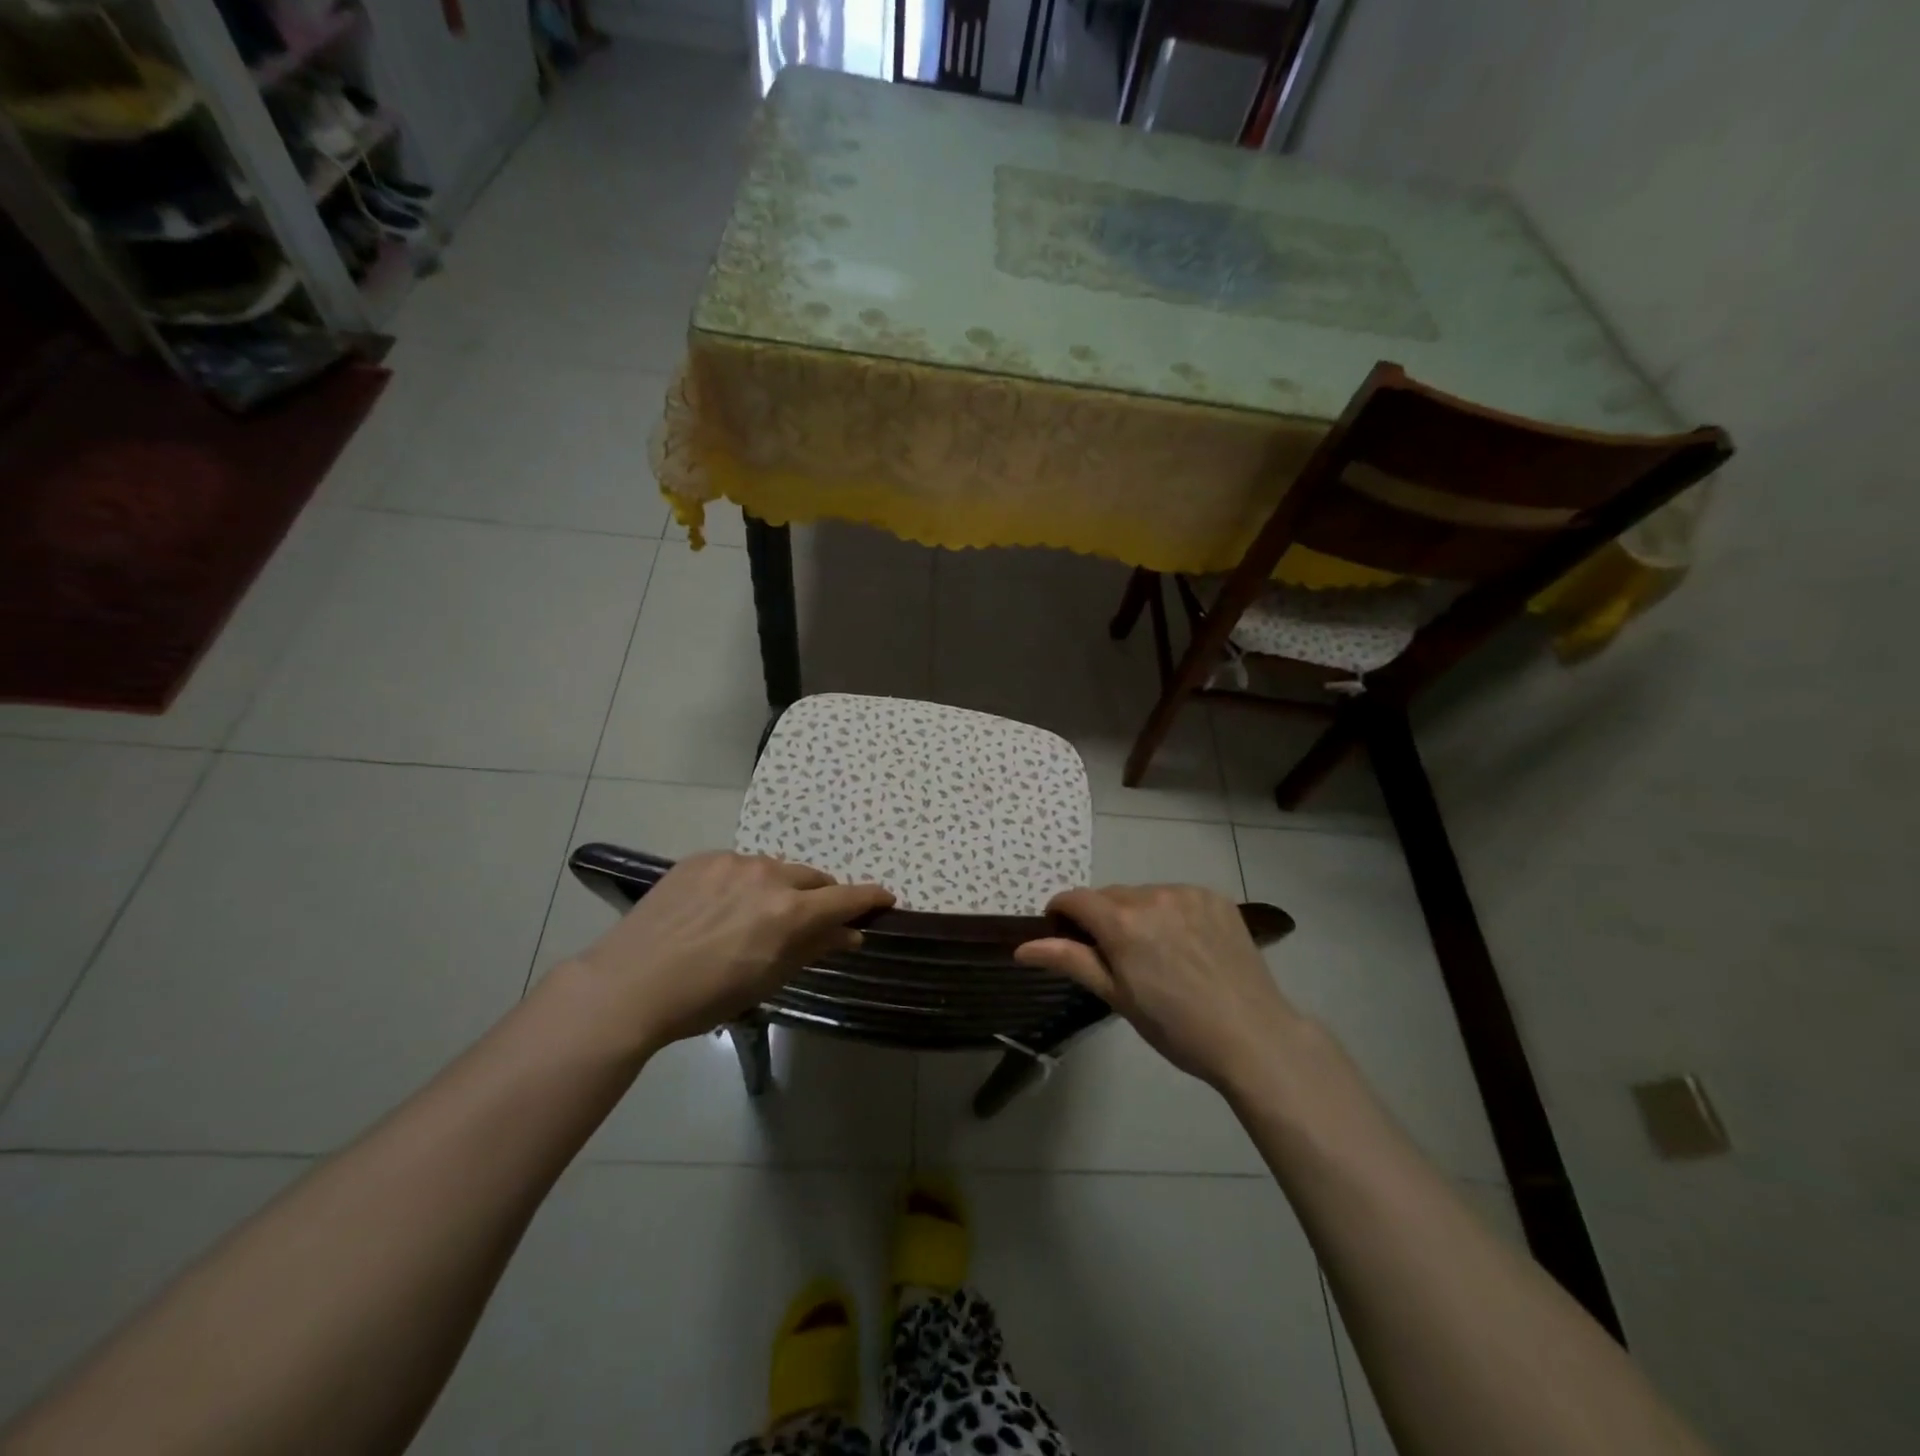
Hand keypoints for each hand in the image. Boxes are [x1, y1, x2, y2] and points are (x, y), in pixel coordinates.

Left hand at [571, 853, 893, 1048]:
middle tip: (810, 920)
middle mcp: (768, 876)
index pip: (846, 898)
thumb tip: (852, 934)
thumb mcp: (768, 979)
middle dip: (820, 897)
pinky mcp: (702, 858)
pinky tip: (720, 908)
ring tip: (755, 916)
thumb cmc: (706, 996)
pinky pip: (738, 865)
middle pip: (812, 879)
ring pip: (774, 870)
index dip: (870, 898)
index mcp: (790, 911)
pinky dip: (743, 882)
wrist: (630, 983)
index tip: (886, 899)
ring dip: (779, 888)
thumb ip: (814, 948)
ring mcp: (733, 862)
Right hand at [1015, 884, 1303, 1091]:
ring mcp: (1187, 893)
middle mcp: (1152, 895)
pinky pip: (1177, 896)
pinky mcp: (1215, 897)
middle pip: (1109, 896)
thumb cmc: (1176, 1027)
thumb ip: (1071, 961)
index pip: (1074, 898)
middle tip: (1116, 959)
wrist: (1253, 1036)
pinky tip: (1187, 945)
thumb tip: (1022, 947)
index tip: (1064, 937)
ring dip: (1138, 914)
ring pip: (1144, 894)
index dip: (1061, 914)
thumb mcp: (1117, 997)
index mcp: (1122, 922)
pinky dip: (1171, 913)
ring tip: (1157, 954)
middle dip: (1102, 918)